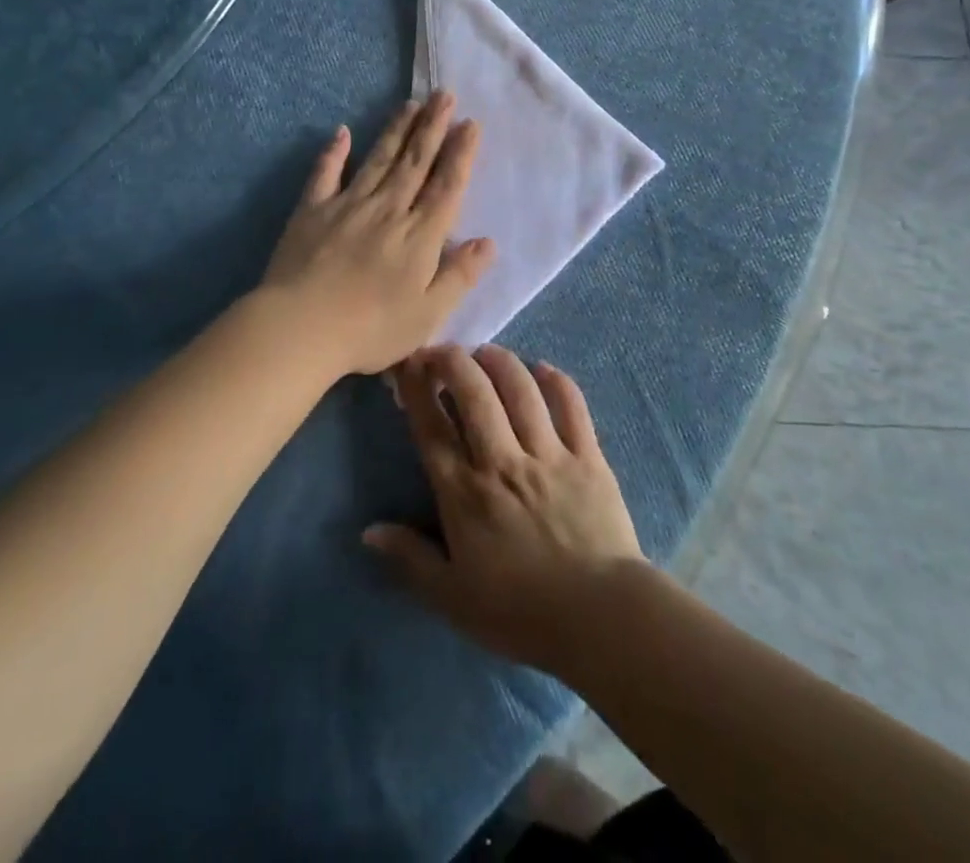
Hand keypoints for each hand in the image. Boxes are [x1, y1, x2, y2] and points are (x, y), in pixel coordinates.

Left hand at [261, 92, 494, 377]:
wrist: (301, 327)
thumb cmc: (372, 329)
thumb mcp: (429, 314)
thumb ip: (459, 275)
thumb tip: (488, 242)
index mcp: (420, 235)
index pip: (447, 185)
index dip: (460, 153)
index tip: (470, 124)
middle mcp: (388, 209)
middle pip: (415, 161)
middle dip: (432, 127)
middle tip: (443, 95)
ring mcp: (348, 205)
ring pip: (378, 159)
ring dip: (396, 130)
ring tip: (410, 103)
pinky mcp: (312, 210)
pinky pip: (326, 174)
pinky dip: (334, 152)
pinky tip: (342, 132)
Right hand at [363, 345, 646, 676]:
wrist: (601, 620)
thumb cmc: (520, 613)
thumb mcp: (452, 598)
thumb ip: (410, 559)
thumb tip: (368, 530)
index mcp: (465, 494)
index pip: (432, 428)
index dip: (417, 389)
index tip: (408, 363)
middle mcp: (502, 461)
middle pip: (474, 393)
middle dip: (453, 361)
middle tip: (443, 350)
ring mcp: (548, 454)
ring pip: (520, 389)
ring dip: (499, 362)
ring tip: (486, 352)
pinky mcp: (588, 456)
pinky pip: (571, 405)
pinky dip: (556, 381)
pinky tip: (542, 368)